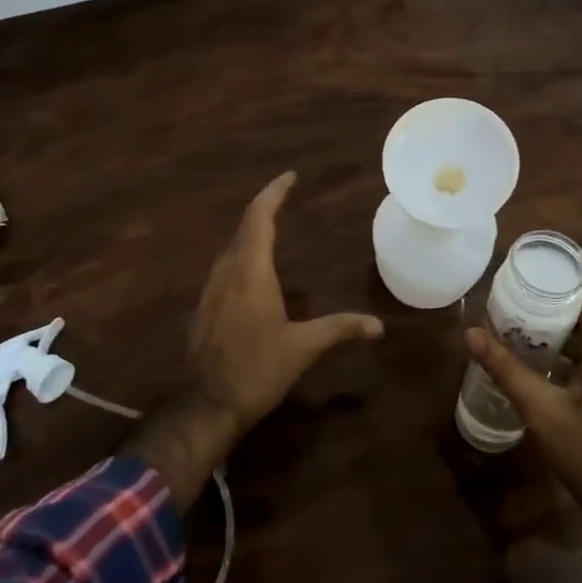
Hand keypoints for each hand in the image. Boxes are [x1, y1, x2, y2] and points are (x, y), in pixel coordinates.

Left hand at [187, 171, 383, 437]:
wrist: (207, 406)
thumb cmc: (257, 370)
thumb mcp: (303, 348)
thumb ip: (339, 329)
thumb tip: (378, 326)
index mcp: (250, 272)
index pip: (259, 217)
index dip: (274, 193)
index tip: (290, 176)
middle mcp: (226, 272)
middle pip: (244, 226)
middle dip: (264, 207)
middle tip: (285, 196)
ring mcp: (210, 289)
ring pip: (231, 246)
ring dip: (251, 230)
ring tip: (273, 225)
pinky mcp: (204, 307)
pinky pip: (225, 266)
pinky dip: (242, 253)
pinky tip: (253, 268)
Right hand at [465, 278, 581, 520]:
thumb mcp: (543, 411)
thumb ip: (507, 370)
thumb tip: (471, 334)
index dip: (562, 273)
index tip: (530, 262)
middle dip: (548, 300)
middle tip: (509, 292)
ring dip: (554, 327)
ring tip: (514, 319)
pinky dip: (565, 348)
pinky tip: (534, 355)